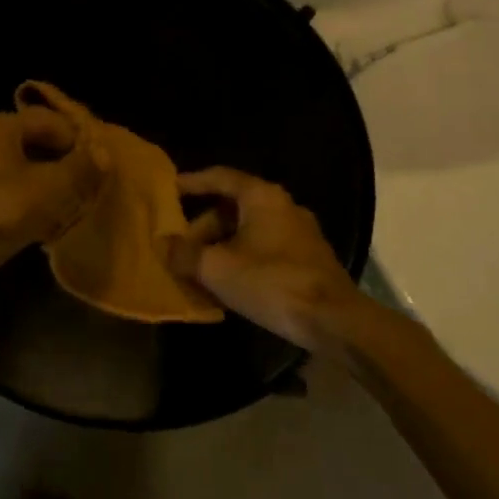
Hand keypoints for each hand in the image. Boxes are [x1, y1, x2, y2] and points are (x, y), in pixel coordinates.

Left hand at [0, 105, 101, 315]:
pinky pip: (8, 196)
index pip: (49, 120)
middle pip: (35, 145)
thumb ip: (81, 168)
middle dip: (65, 165)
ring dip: (50, 188)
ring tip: (74, 209)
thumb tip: (102, 153)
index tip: (100, 166)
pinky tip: (47, 228)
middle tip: (90, 188)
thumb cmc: (0, 212)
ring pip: (22, 173)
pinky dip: (30, 206)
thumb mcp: (52, 188)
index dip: (78, 140)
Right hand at [172, 167, 363, 350]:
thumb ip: (185, 254)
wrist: (335, 322)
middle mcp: (283, 205)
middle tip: (181, 245)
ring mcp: (300, 232)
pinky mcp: (310, 258)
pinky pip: (266, 247)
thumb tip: (163, 244)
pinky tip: (229, 281)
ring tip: (200, 268)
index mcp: (261, 196)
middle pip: (233, 206)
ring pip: (250, 229)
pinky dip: (243, 256)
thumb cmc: (271, 282)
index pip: (219, 176)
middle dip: (203, 225)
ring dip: (222, 244)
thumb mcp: (216, 268)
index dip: (192, 182)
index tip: (168, 190)